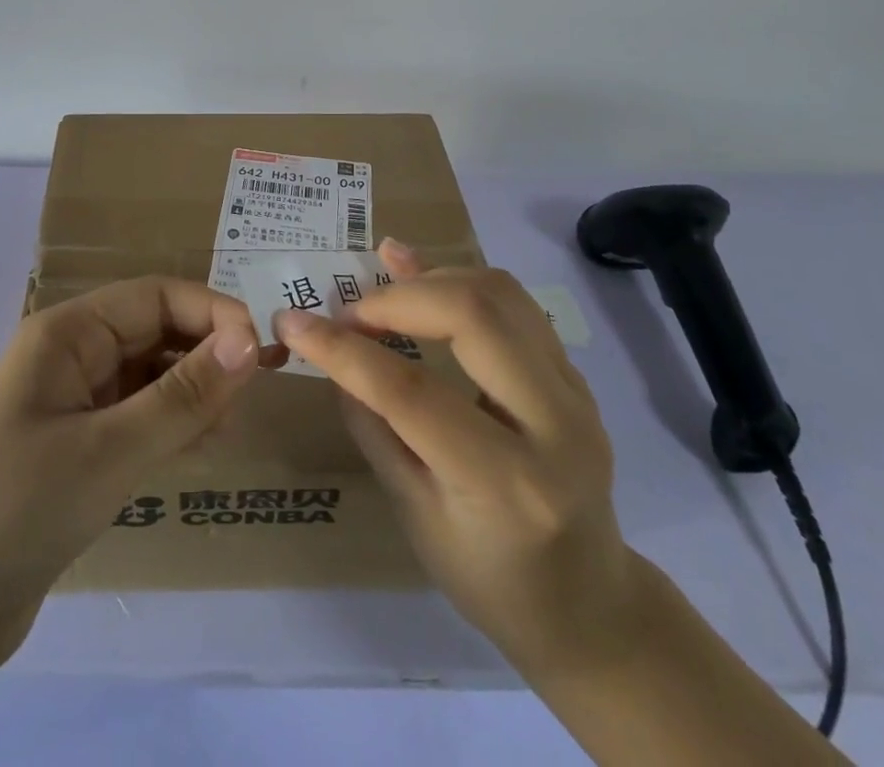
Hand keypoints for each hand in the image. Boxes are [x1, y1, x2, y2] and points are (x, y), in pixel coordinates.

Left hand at [0, 276, 260, 686]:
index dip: (213, 312)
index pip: (155, 296)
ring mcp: (70, 403)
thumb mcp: (109, 451)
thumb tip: (250, 339)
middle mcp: (70, 355)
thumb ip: (183, 394)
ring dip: (192, 390)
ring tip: (229, 425)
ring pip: (148, 375)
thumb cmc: (16, 511)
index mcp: (68, 332)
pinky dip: (169, 424)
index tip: (264, 350)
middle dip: (206, 351)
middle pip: (153, 331)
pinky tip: (199, 448)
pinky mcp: (73, 448)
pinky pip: (135, 417)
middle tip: (259, 390)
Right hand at [274, 239, 642, 684]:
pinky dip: (459, 281)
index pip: (412, 394)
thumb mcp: (415, 515)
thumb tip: (333, 352)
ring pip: (499, 292)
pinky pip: (514, 303)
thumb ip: (374, 426)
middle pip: (473, 314)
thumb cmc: (489, 579)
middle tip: (350, 313)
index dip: (343, 351)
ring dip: (430, 278)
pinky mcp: (575, 372)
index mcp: (507, 484)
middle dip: (396, 298)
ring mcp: (575, 392)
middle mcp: (555, 426)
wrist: (591, 606)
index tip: (292, 321)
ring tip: (383, 290)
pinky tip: (419, 277)